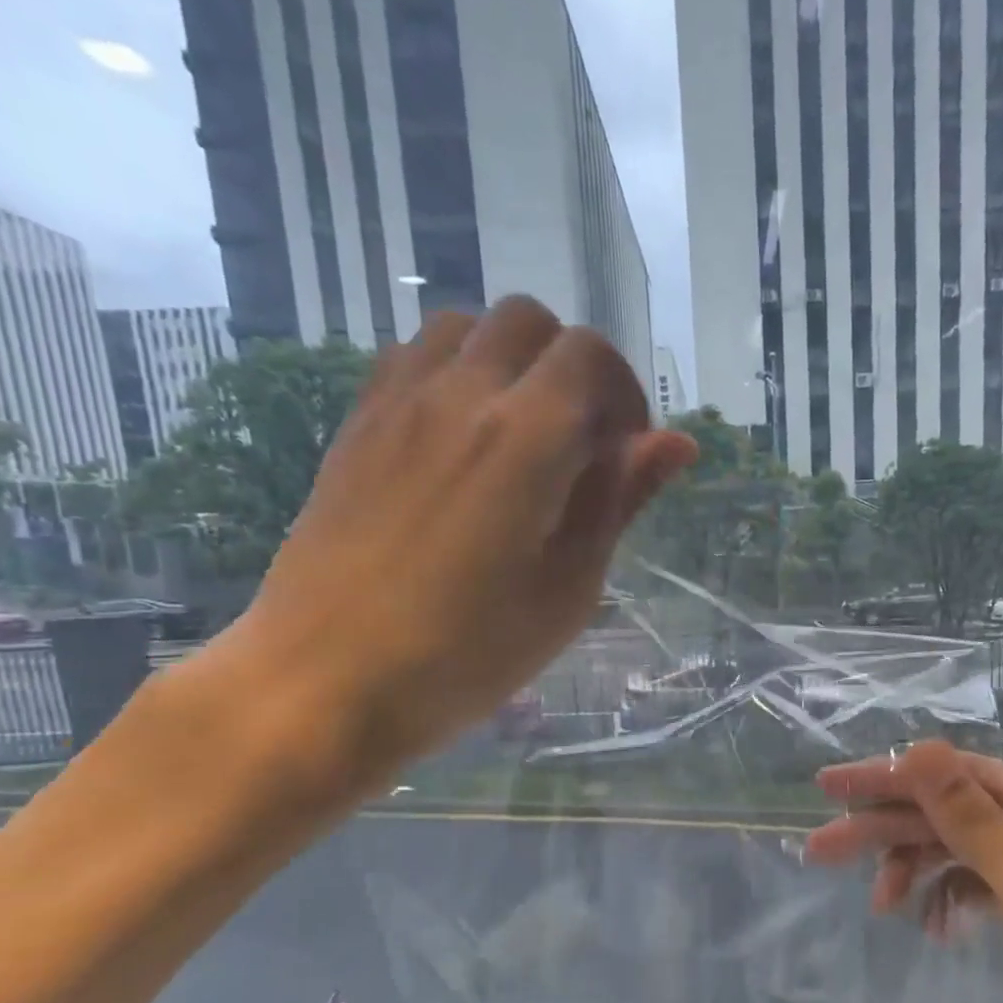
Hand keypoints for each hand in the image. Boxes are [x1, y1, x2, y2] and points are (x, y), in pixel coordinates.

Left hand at [220, 298, 696, 794]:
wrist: (327, 680)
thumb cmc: (468, 653)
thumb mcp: (569, 589)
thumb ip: (619, 501)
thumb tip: (675, 443)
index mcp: (526, 438)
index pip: (589, 355)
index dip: (624, 394)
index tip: (625, 456)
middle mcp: (460, 395)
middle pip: (529, 322)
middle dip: (571, 369)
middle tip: (579, 444)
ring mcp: (397, 404)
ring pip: (466, 328)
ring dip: (510, 363)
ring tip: (520, 437)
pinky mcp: (357, 425)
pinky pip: (412, 358)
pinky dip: (455, 374)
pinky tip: (461, 443)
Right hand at [805, 740, 1002, 1002]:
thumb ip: (975, 821)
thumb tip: (918, 749)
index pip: (956, 774)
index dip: (889, 776)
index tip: (829, 787)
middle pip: (946, 810)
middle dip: (885, 829)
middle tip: (819, 849)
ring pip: (951, 846)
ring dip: (910, 868)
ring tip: (880, 906)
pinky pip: (967, 881)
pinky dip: (942, 898)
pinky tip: (932, 928)